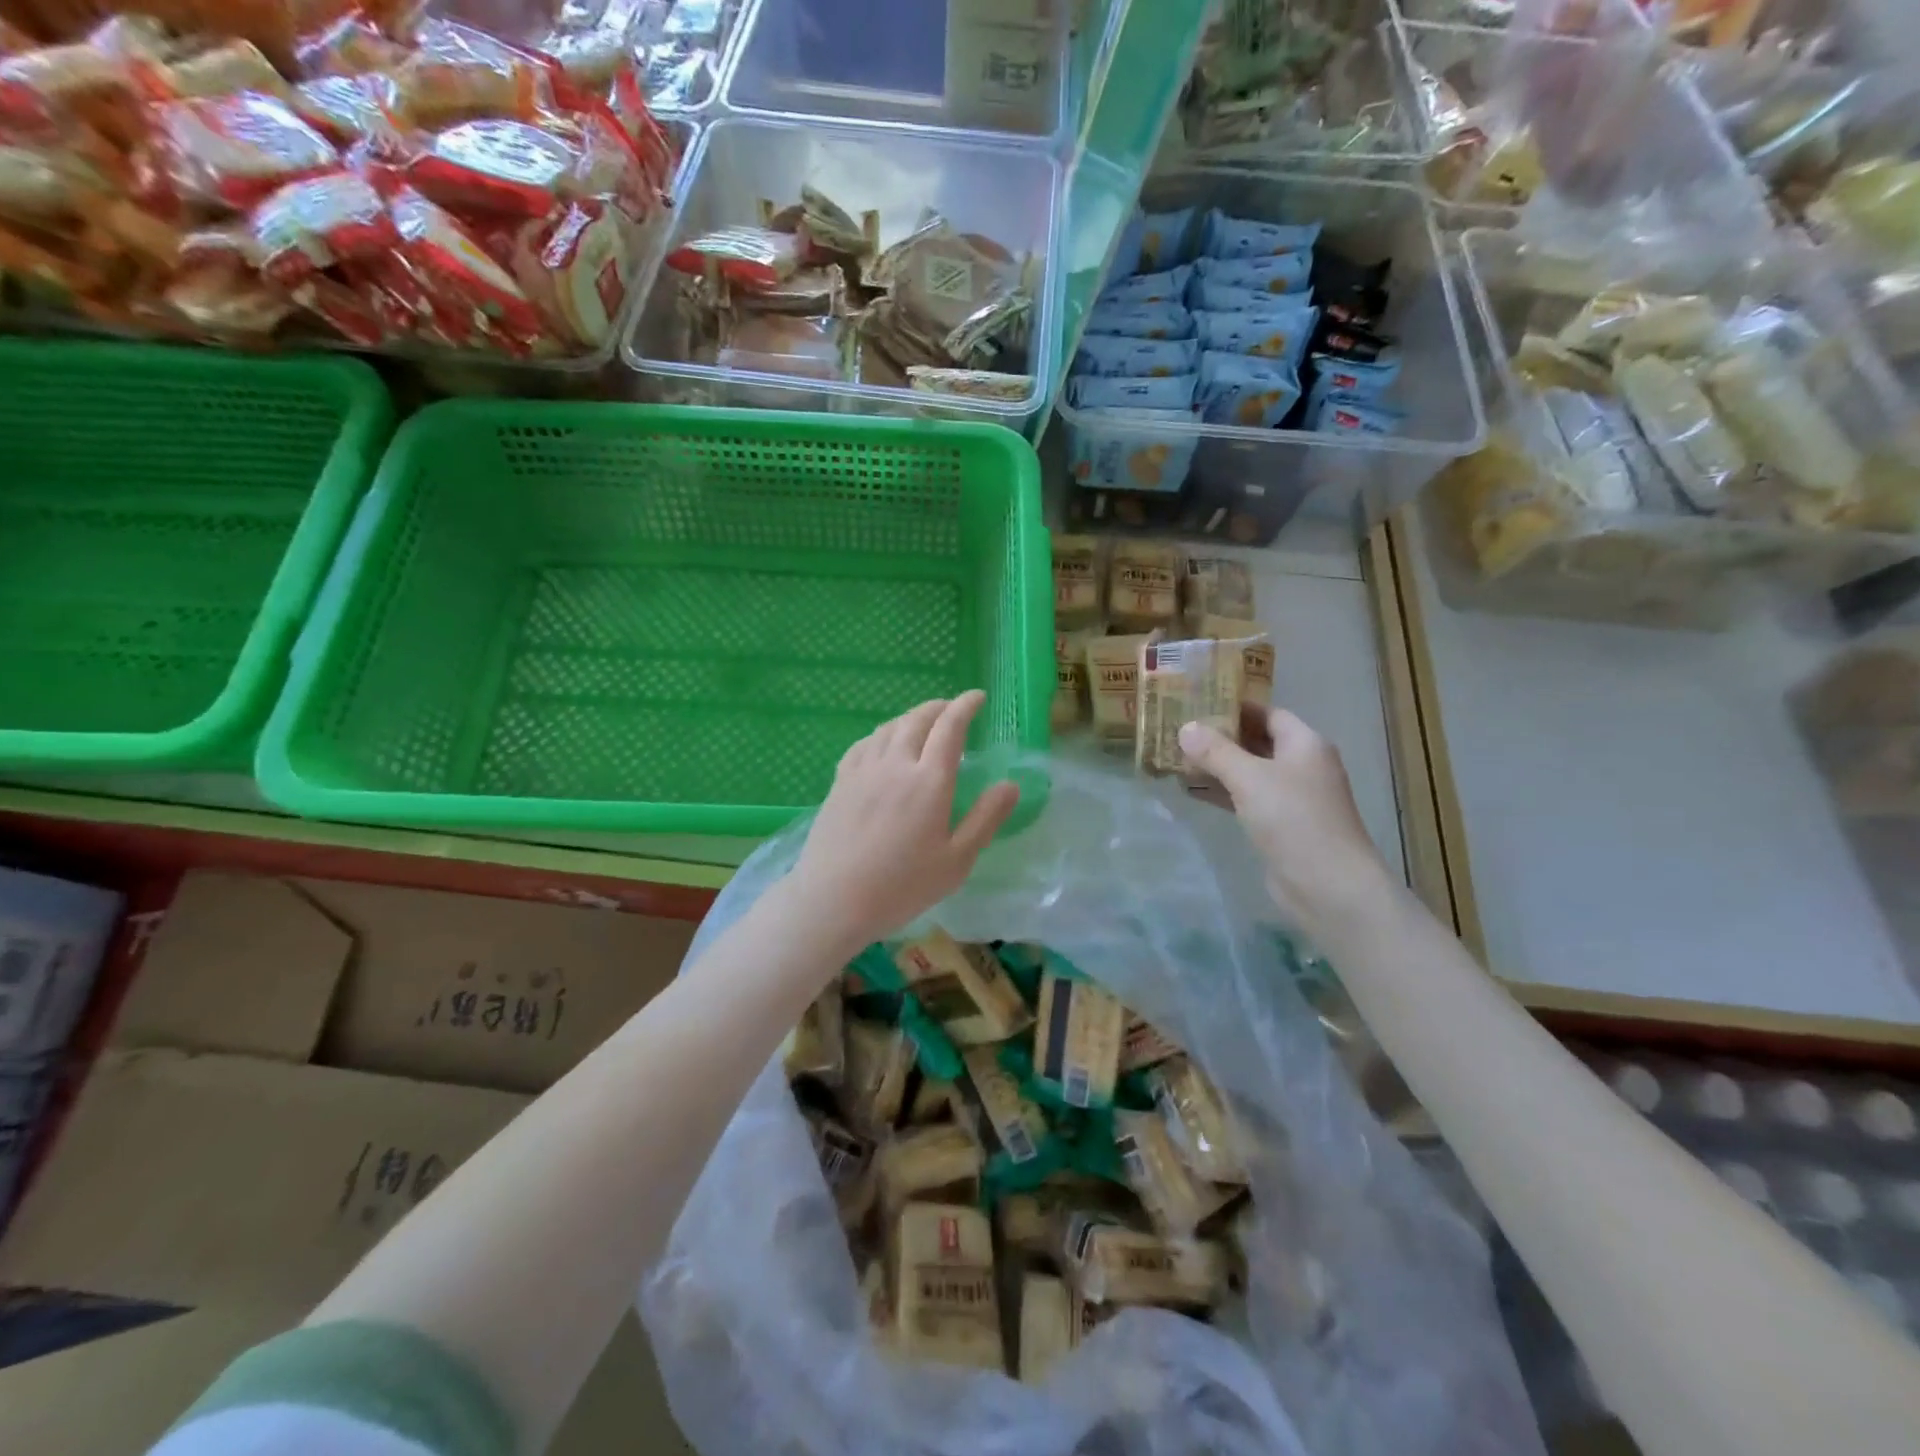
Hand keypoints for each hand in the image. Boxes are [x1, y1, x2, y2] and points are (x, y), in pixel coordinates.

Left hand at [787, 691, 1018, 952]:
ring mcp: (863, 770)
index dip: (966, 706)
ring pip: (889, 727)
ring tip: (923, 722)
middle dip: (939, 707)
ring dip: (911, 717)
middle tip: (953, 708)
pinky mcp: (840, 782)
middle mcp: (896, 764)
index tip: (977, 697)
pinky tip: (883, 743)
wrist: (833, 900)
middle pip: (918, 719)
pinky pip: (864, 744)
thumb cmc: (901, 886)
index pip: (951, 727)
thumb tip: (1011, 785)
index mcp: (930, 780)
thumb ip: (985, 819)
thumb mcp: (956, 861)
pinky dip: (882, 733)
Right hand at [1179, 707, 1396, 937]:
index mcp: (1305, 744)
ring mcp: (1293, 798)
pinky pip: (1247, 799)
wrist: (1328, 885)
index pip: (1268, 713)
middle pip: (1257, 742)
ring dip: (1218, 766)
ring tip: (1177, 759)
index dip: (1235, 708)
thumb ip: (1216, 751)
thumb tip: (1186, 727)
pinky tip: (1192, 791)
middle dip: (1220, 737)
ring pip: (1249, 772)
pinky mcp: (1281, 825)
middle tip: (1180, 731)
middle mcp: (1302, 766)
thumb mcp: (1249, 778)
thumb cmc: (1293, 819)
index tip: (1198, 704)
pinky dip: (1223, 793)